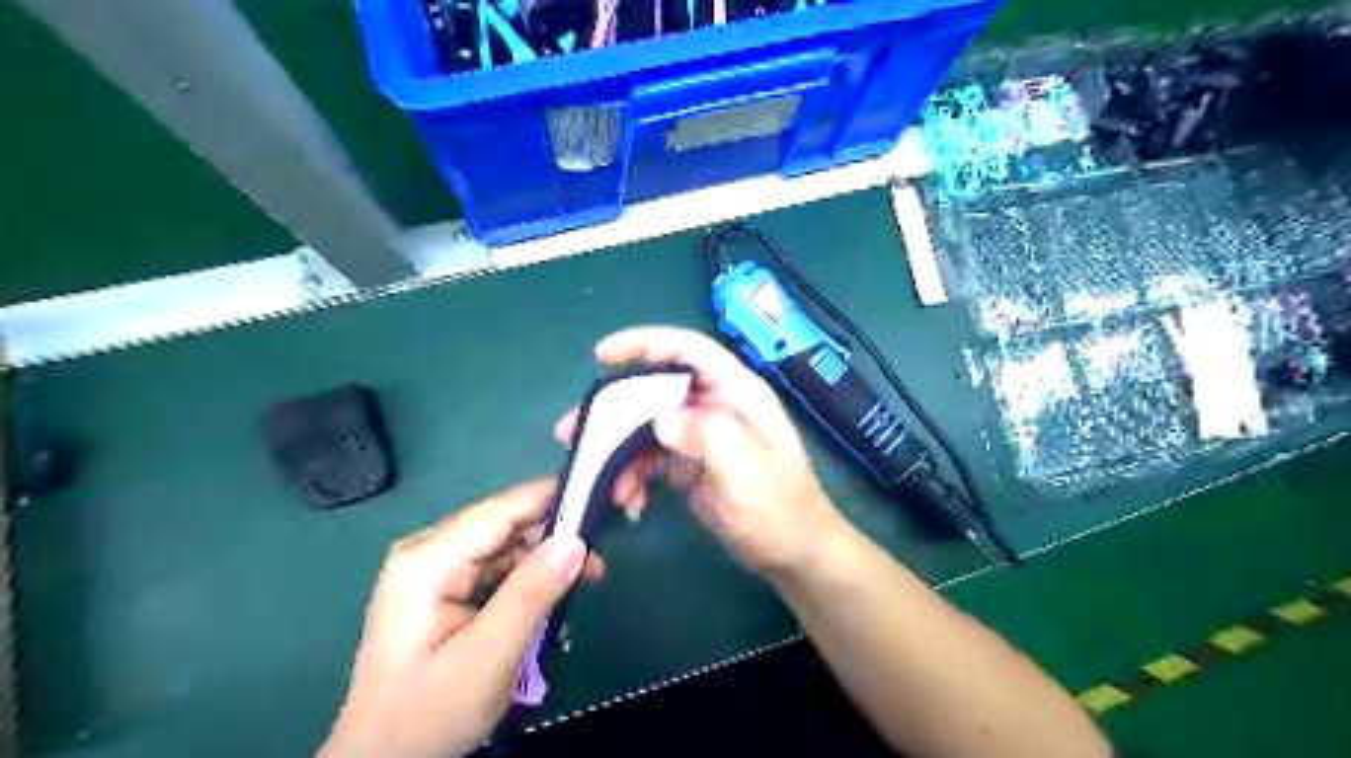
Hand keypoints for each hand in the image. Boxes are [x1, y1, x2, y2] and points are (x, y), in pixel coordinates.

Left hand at [317, 481, 602, 756]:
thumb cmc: (429, 715)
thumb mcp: (487, 657)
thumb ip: (531, 594)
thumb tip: (575, 540)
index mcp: (427, 560)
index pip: (500, 510)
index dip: (551, 498)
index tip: (601, 497)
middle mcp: (428, 553)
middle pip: (504, 525)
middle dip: (554, 535)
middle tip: (599, 559)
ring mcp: (434, 571)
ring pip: (504, 546)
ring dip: (545, 559)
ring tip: (587, 578)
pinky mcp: (444, 589)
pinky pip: (496, 568)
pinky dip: (529, 577)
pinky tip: (554, 595)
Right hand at [553, 325, 846, 573]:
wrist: (794, 555)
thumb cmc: (780, 510)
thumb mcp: (748, 472)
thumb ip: (708, 435)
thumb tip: (660, 419)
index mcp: (737, 393)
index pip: (688, 350)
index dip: (645, 343)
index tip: (602, 356)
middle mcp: (715, 406)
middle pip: (656, 389)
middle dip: (614, 409)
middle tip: (573, 431)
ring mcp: (701, 434)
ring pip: (647, 426)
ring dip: (620, 452)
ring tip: (606, 486)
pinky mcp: (690, 462)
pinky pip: (651, 457)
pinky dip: (634, 475)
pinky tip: (630, 501)